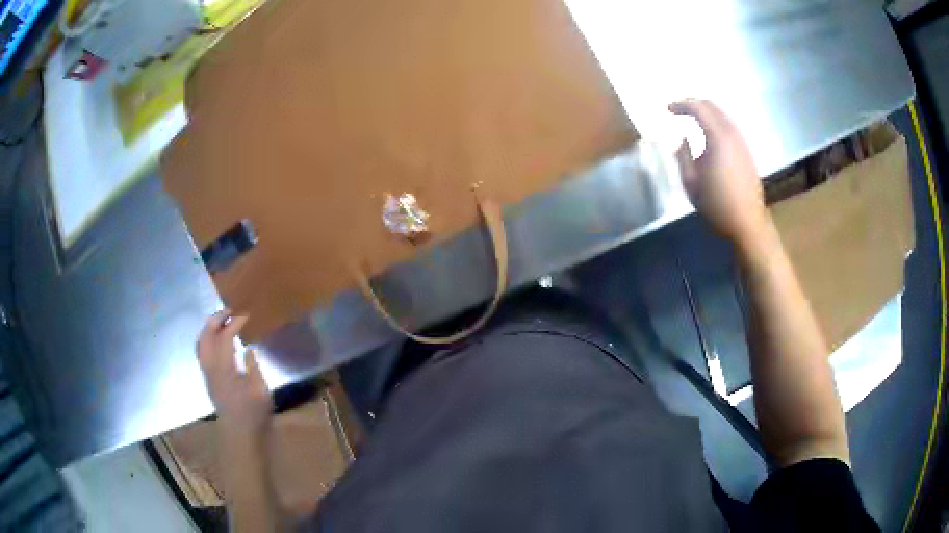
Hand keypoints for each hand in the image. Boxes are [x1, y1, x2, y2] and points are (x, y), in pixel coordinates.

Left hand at [197, 310, 272, 434]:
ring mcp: (207, 374)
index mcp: (224, 369)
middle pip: (206, 337)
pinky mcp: (208, 379)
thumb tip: (247, 349)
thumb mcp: (261, 390)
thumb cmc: (254, 414)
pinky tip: (219, 341)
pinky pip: (202, 352)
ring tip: (222, 321)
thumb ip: (253, 367)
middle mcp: (211, 368)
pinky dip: (208, 339)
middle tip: (229, 311)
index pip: (224, 338)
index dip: (234, 324)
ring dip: (209, 329)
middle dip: (215, 320)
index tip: (245, 315)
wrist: (241, 435)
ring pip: (201, 344)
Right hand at [669, 99, 768, 243]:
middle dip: (693, 103)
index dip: (681, 105)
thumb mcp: (690, 183)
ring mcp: (742, 142)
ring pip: (722, 114)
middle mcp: (732, 134)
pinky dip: (716, 121)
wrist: (747, 222)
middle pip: (712, 106)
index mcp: (717, 138)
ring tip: (692, 118)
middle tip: (678, 109)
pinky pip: (729, 126)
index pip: (698, 108)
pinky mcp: (746, 151)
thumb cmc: (716, 205)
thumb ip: (683, 155)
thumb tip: (683, 139)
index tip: (667, 109)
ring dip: (706, 112)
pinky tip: (709, 132)